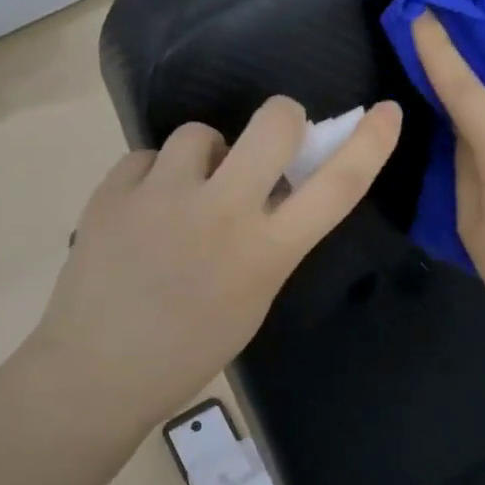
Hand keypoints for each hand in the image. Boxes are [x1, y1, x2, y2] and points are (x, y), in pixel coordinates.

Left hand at [33, 96, 401, 429]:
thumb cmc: (189, 351)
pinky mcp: (113, 191)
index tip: (387, 112)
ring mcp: (162, 196)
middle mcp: (221, 212)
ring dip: (205, 157)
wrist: (97, 372)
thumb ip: (271, 241)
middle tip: (271, 137)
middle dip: (282, 116)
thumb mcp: (253, 299)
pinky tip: (143, 212)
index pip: (337, 186)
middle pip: (273, 123)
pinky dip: (154, 177)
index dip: (370, 144)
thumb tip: (274, 191)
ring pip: (200, 133)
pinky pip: (148, 157)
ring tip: (185, 195)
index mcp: (266, 252)